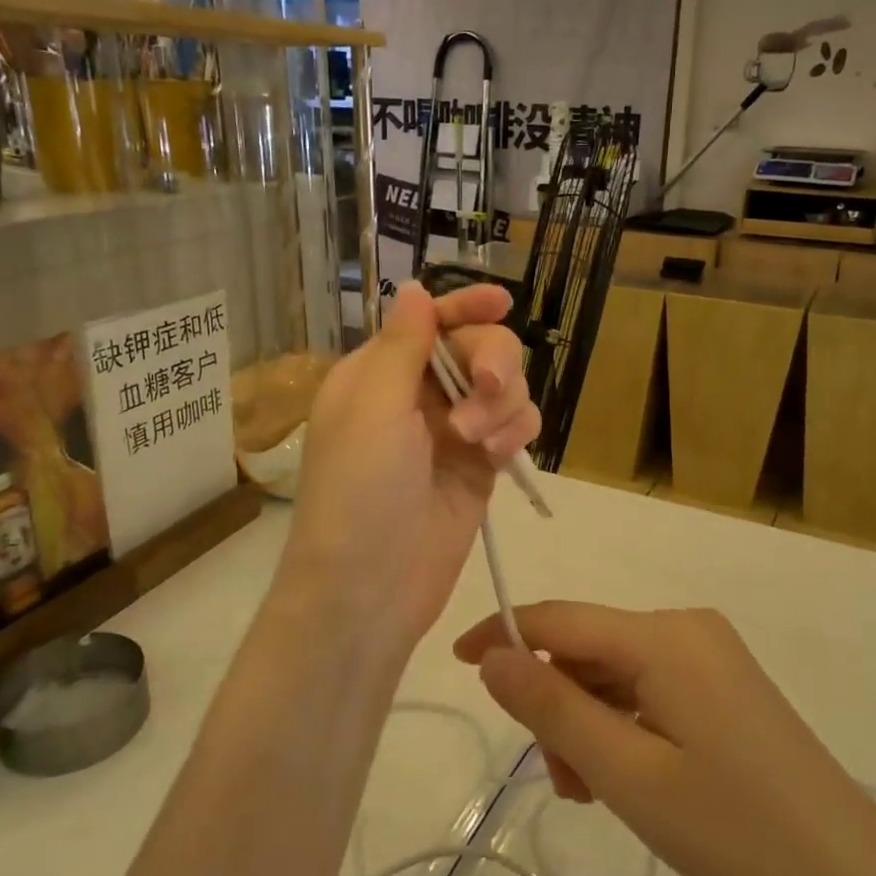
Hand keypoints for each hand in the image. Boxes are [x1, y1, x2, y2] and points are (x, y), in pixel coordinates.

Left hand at [279, 283, 540, 648]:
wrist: (371, 588)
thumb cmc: (359, 491)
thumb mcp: (373, 409)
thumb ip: (402, 345)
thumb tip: (414, 288)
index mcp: (380, 373)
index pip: (430, 322)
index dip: (467, 306)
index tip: (502, 302)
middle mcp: (418, 396)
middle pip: (478, 348)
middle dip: (491, 362)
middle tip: (487, 388)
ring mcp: (453, 432)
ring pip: (505, 387)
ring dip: (503, 404)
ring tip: (478, 443)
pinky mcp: (480, 466)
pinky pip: (516, 426)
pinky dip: (516, 431)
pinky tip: (498, 456)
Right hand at [453, 601, 875, 875]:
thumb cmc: (733, 826)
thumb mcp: (627, 774)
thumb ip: (552, 708)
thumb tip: (494, 657)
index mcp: (662, 635)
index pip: (559, 619)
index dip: (503, 634)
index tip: (458, 662)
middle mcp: (685, 626)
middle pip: (588, 649)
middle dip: (558, 705)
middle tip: (562, 781)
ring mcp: (709, 652)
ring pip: (616, 672)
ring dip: (589, 722)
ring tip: (597, 793)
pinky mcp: (723, 680)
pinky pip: (650, 685)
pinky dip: (623, 723)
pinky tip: (630, 775)